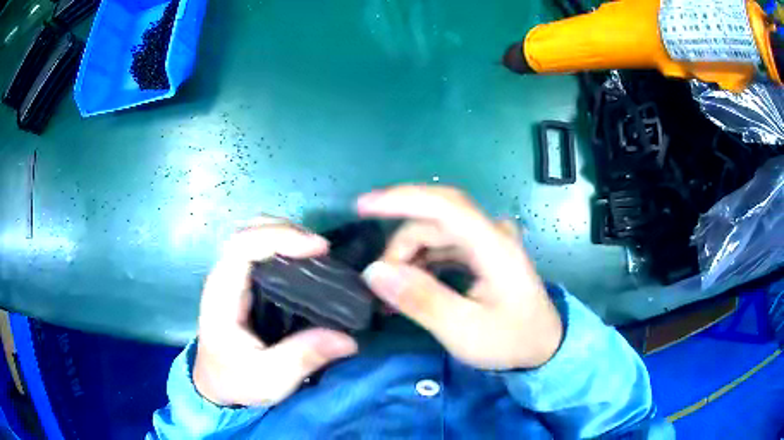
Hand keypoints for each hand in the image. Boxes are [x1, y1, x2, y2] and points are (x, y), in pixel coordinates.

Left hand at [194, 219, 357, 406]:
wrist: (216, 386)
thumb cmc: (236, 381)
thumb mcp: (270, 379)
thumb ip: (305, 357)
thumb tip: (348, 339)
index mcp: (222, 295)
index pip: (243, 246)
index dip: (280, 238)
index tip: (319, 249)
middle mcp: (224, 278)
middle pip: (249, 231)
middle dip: (287, 231)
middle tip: (322, 249)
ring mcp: (231, 278)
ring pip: (255, 236)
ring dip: (286, 236)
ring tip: (318, 253)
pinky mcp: (242, 285)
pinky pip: (261, 252)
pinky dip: (284, 247)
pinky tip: (305, 262)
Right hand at [358, 185, 562, 369]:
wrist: (542, 345)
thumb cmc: (510, 339)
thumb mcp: (464, 330)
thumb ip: (421, 300)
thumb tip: (374, 272)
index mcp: (493, 245)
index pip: (443, 205)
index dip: (400, 199)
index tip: (362, 206)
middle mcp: (490, 232)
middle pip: (433, 220)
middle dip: (399, 246)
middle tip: (378, 283)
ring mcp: (487, 240)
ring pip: (434, 231)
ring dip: (407, 255)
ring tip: (390, 292)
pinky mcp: (481, 251)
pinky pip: (442, 244)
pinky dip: (420, 261)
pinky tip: (408, 284)